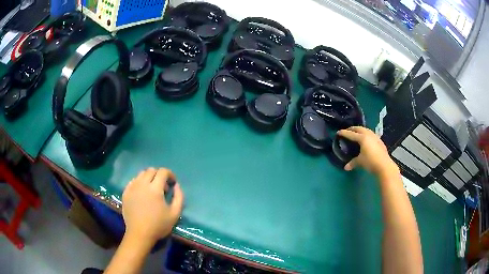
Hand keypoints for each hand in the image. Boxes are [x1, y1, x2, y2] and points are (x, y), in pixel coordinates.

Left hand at [122, 168, 183, 243]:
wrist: (139, 234)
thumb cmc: (158, 225)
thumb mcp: (175, 214)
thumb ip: (179, 197)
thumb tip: (176, 185)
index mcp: (155, 189)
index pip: (163, 172)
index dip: (170, 174)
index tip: (172, 183)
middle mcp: (142, 184)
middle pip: (151, 170)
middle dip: (159, 175)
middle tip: (163, 187)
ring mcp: (132, 187)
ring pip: (141, 174)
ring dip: (149, 177)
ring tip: (152, 189)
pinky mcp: (126, 192)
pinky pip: (133, 181)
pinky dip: (140, 182)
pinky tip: (142, 192)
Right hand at [338, 126, 398, 176]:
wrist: (384, 166)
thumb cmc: (370, 162)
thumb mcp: (360, 162)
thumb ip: (353, 163)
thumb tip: (346, 167)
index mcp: (362, 138)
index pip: (351, 134)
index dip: (344, 133)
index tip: (338, 132)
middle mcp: (369, 135)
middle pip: (359, 129)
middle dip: (352, 129)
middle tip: (347, 131)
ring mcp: (375, 137)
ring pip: (366, 130)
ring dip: (360, 130)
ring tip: (356, 134)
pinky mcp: (379, 141)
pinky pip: (371, 134)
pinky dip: (366, 134)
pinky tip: (366, 139)